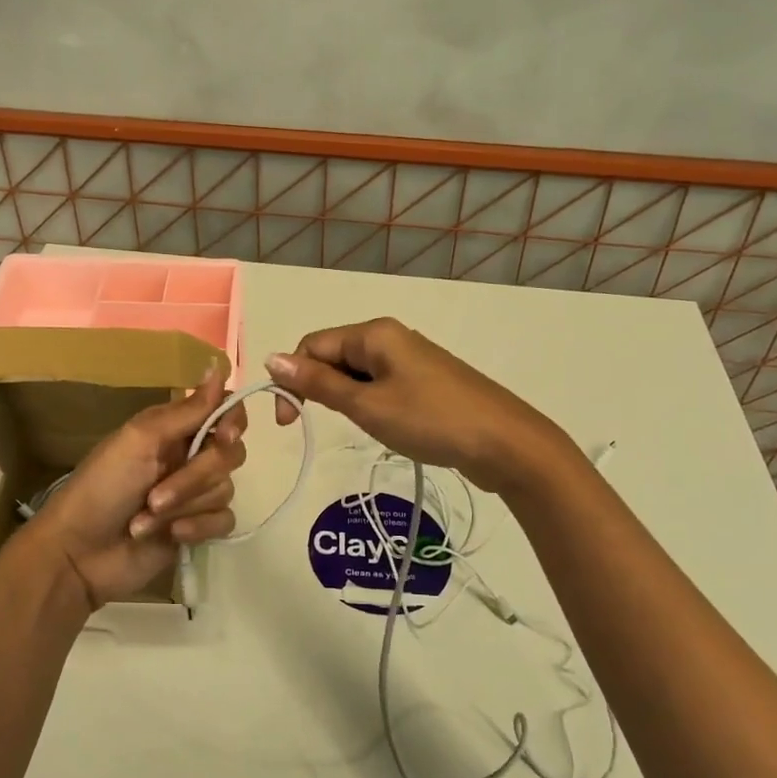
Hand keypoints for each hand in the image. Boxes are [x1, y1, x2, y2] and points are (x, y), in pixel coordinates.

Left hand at [23, 367, 247, 608]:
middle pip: (230, 454)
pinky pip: (224, 520)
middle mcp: (189, 456)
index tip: (223, 437)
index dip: (233, 421)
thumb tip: (219, 366)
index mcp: (174, 429)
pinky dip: (198, 527)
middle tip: (156, 495)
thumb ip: (187, 410)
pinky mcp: (198, 528)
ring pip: (224, 489)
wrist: (79, 554)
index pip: (224, 411)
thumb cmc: (102, 487)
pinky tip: (172, 536)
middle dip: (195, 477)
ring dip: (184, 506)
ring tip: (147, 518)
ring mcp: (194, 494)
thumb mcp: (140, 440)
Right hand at [265, 318, 563, 494]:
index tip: (289, 423)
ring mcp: (411, 358)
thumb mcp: (367, 404)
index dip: (292, 379)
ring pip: (357, 373)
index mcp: (374, 333)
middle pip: (334, 355)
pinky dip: (369, 402)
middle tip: (321, 425)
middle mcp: (391, 337)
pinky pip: (381, 384)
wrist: (505, 444)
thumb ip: (318, 382)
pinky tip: (382, 425)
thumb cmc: (431, 420)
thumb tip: (271, 358)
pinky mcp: (425, 381)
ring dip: (345, 397)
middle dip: (318, 388)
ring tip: (361, 426)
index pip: (312, 345)